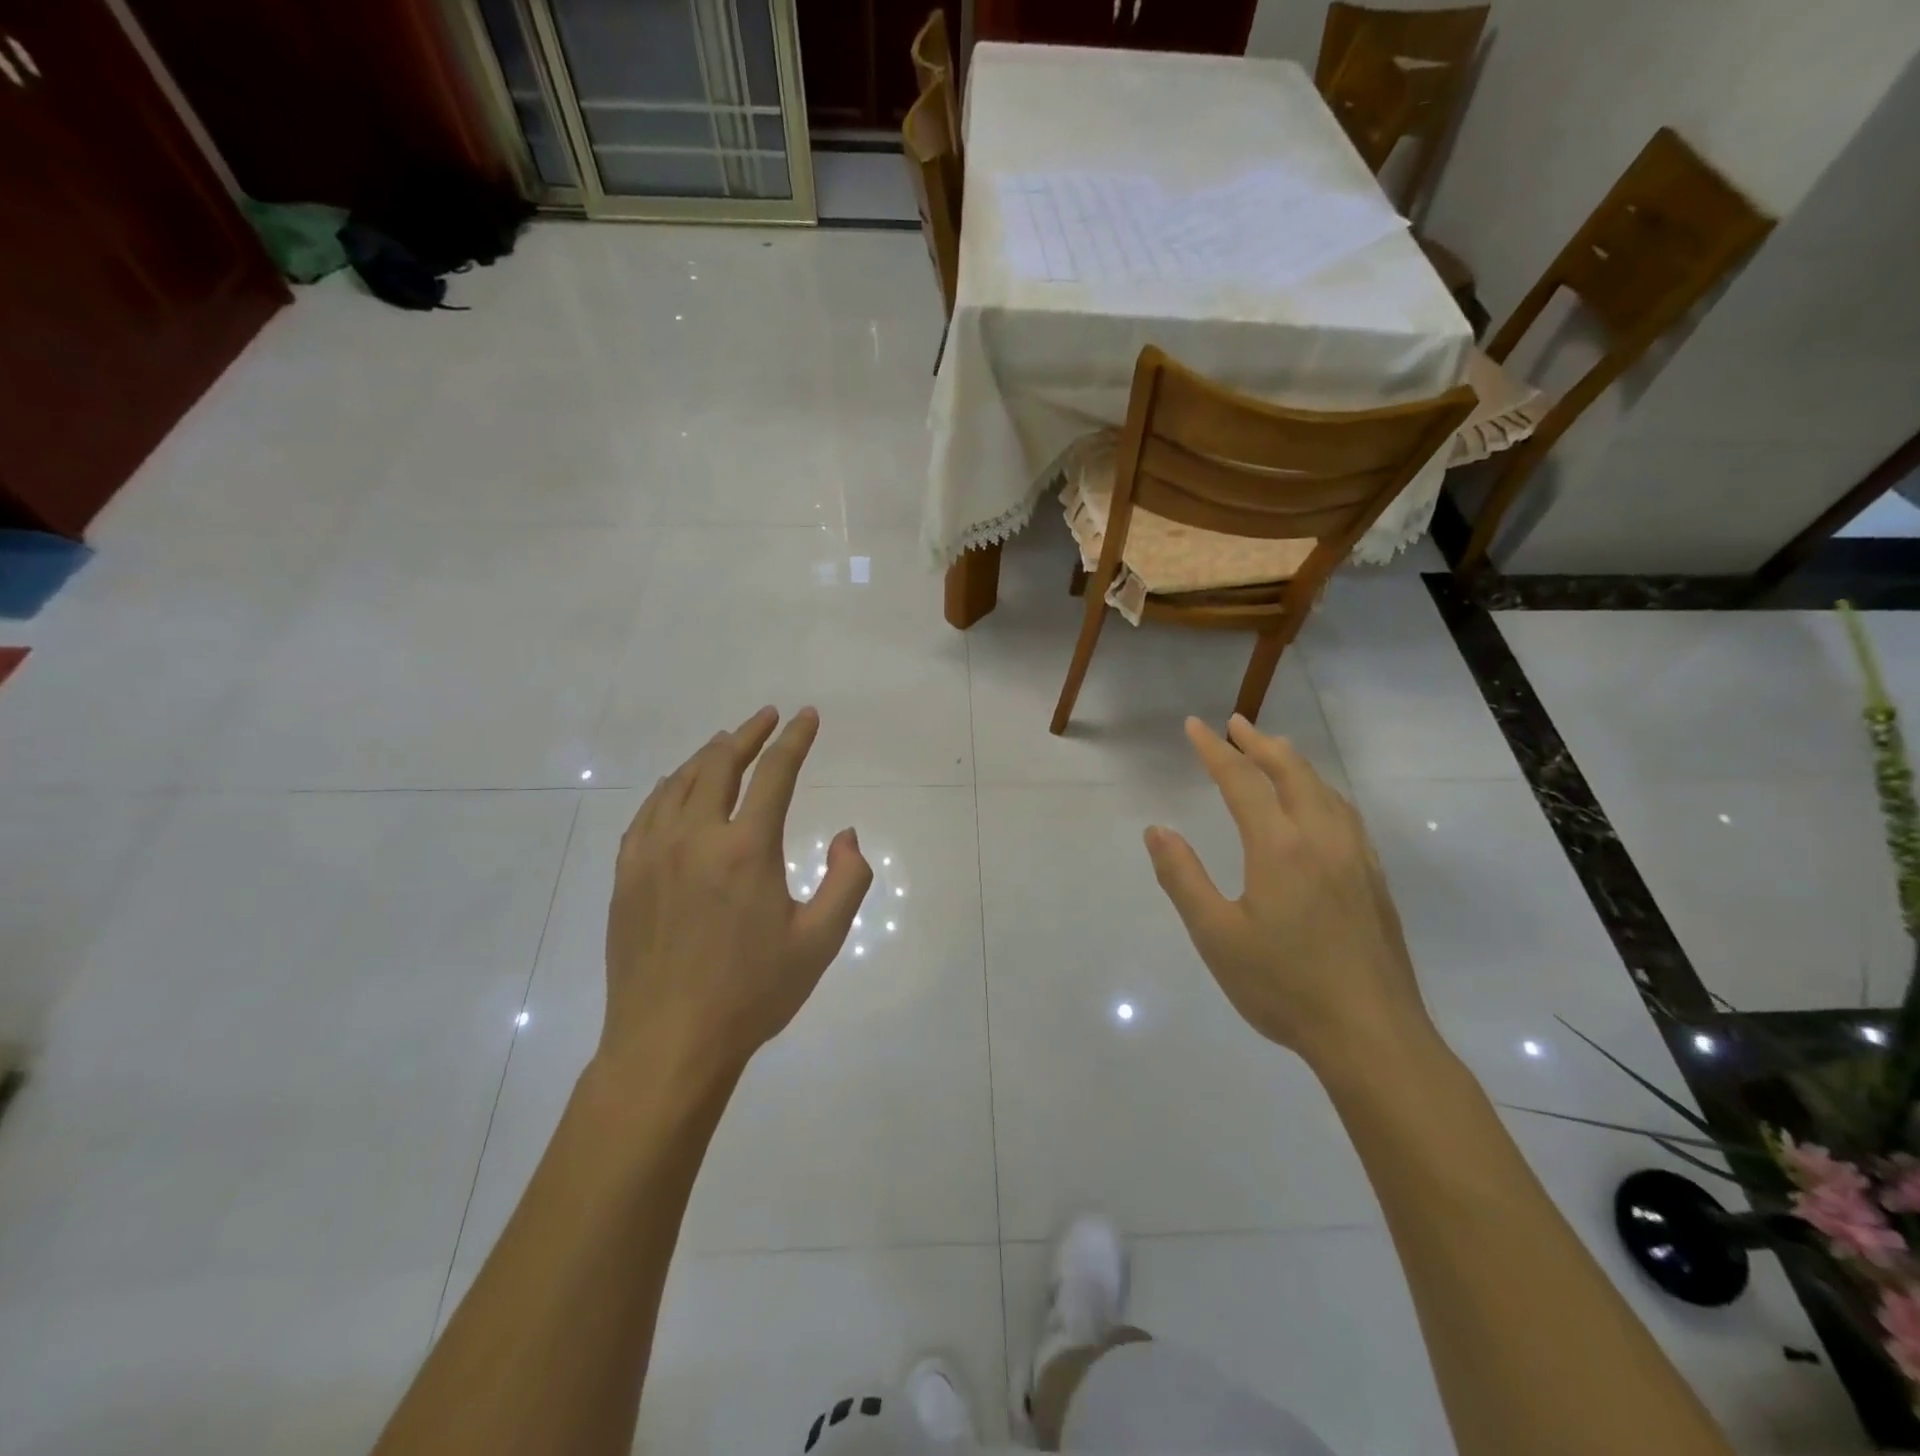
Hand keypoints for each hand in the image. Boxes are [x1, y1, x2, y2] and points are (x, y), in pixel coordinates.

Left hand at [597, 706, 871, 1098]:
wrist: (668, 1044)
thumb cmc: (752, 993)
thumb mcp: (820, 941)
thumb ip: (847, 880)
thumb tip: (846, 835)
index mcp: (745, 849)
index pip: (774, 774)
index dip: (795, 740)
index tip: (807, 716)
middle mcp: (695, 837)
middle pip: (720, 765)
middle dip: (748, 734)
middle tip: (766, 717)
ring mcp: (652, 854)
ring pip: (680, 784)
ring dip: (708, 756)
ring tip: (726, 743)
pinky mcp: (626, 876)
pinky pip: (647, 814)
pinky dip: (669, 789)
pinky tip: (677, 788)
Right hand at [1143, 715, 1431, 1069]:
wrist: (1372, 1035)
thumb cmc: (1283, 986)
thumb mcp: (1216, 935)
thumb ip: (1182, 877)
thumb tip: (1157, 830)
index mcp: (1279, 847)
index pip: (1242, 781)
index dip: (1215, 751)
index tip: (1194, 726)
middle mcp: (1321, 839)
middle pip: (1291, 773)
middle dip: (1260, 744)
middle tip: (1235, 724)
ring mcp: (1355, 858)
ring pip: (1324, 790)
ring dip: (1294, 762)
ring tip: (1274, 751)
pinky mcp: (1373, 880)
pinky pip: (1345, 814)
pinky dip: (1321, 791)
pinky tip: (1319, 805)